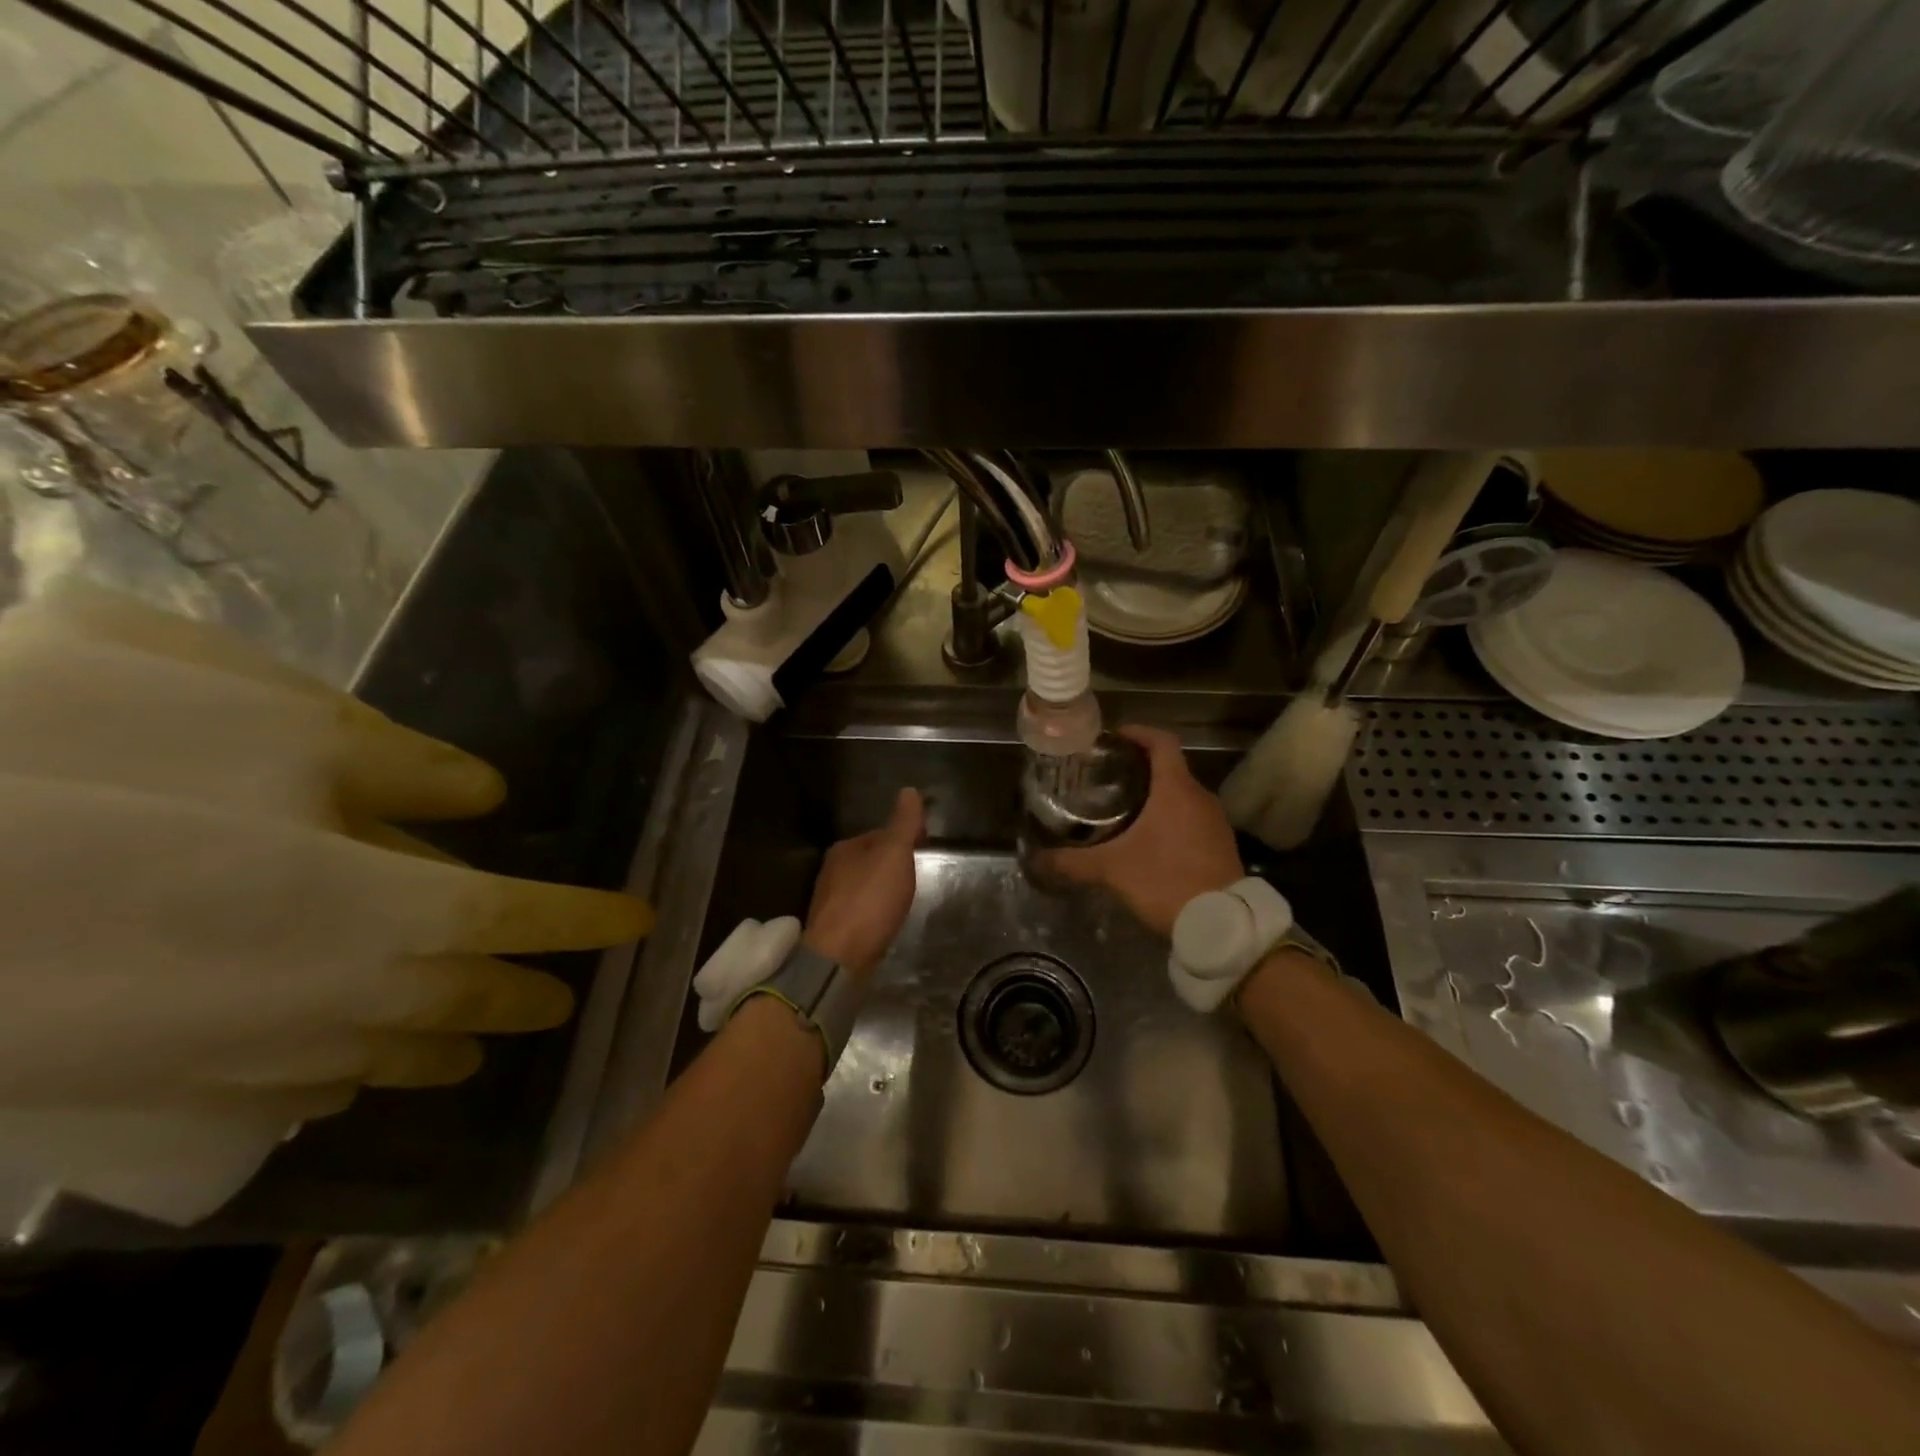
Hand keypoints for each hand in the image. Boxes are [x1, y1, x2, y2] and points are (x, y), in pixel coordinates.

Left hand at [804, 787, 925, 973]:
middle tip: (917, 872)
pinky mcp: (834, 929)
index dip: (903, 836)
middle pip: (869, 859)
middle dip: (891, 863)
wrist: (838, 958)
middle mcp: (832, 870)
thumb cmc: (869, 900)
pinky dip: (874, 909)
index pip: (879, 833)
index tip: (924, 843)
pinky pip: (860, 909)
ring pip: (863, 885)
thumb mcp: (894, 855)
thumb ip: (903, 824)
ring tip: (904, 896)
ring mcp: (830, 901)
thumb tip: (909, 790)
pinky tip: (885, 920)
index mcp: (845, 848)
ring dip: (882, 887)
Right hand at [1040, 727, 1242, 937]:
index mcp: (1176, 789)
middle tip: (1108, 778)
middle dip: (1141, 768)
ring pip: (1183, 795)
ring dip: (1157, 795)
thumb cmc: (1165, 880)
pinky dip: (1172, 819)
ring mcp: (1215, 822)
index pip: (1162, 742)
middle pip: (1171, 768)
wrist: (1220, 924)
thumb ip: (1072, 862)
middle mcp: (1200, 797)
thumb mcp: (1112, 870)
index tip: (1115, 737)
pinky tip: (1151, 840)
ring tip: (1125, 808)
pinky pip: (1193, 819)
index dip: (1139, 733)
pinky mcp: (1222, 845)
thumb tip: (1035, 859)